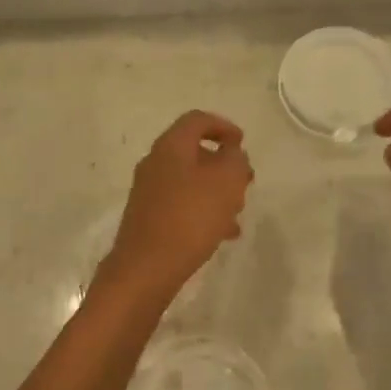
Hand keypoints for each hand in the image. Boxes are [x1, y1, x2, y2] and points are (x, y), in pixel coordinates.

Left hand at [100, 111, 252, 304]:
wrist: (146, 268)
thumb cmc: (190, 218)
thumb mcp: (226, 182)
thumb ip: (235, 160)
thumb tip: (231, 153)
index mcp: (170, 147)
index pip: (197, 120)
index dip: (223, 126)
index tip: (243, 143)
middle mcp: (155, 163)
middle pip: (194, 152)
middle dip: (223, 164)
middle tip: (245, 181)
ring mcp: (148, 192)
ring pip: (190, 181)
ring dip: (216, 191)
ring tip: (237, 212)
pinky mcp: (148, 218)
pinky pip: (182, 205)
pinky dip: (203, 211)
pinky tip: (222, 234)